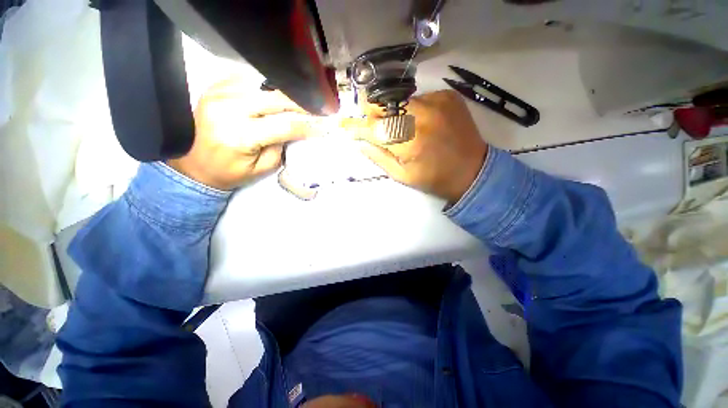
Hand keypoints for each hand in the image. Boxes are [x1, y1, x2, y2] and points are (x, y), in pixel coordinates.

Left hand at [167, 78, 318, 189]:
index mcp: (240, 136)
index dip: (307, 126)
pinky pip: (246, 79)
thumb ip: (280, 148)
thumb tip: (294, 131)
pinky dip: (264, 86)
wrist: (191, 165)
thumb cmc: (228, 172)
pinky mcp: (214, 88)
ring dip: (284, 93)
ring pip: (262, 85)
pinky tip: (274, 94)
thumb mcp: (261, 168)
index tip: (323, 127)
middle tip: (316, 108)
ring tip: (298, 101)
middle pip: (275, 99)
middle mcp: (228, 110)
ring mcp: (219, 94)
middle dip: (300, 104)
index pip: (284, 126)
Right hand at [345, 90, 487, 203]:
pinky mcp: (447, 95)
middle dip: (373, 115)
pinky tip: (422, 124)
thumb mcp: (402, 176)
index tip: (344, 125)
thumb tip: (359, 142)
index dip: (356, 126)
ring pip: (399, 100)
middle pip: (383, 104)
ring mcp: (437, 101)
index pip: (372, 127)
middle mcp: (422, 115)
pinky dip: (413, 110)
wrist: (473, 170)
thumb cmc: (434, 178)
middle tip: (374, 128)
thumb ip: (378, 157)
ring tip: (402, 129)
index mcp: (409, 140)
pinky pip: (419, 98)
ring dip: (393, 113)